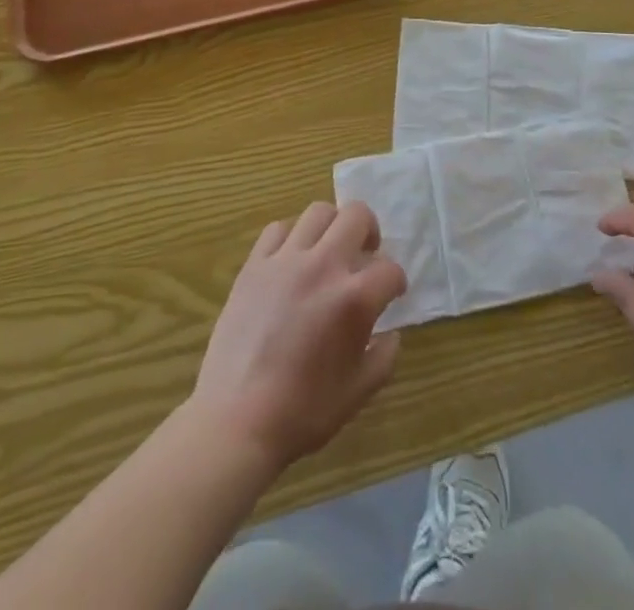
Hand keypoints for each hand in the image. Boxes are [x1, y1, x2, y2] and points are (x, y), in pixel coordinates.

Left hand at [190, 202, 407, 467]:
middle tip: (365, 254)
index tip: (391, 294)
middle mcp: (324, 266)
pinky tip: (291, 261)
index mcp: (354, 298)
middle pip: (357, 215)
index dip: (396, 283)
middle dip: (369, 231)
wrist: (237, 420)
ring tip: (328, 250)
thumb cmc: (303, 412)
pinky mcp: (255, 265)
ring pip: (318, 212)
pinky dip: (291, 237)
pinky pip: (278, 229)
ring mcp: (286, 260)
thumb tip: (391, 333)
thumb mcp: (358, 392)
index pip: (390, 270)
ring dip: (332, 227)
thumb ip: (384, 356)